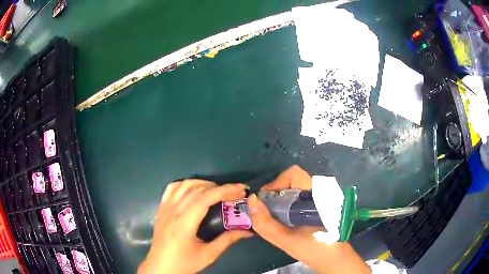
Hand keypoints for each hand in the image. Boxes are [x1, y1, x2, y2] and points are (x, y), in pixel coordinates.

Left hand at [138, 180, 252, 273]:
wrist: (160, 267)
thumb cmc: (183, 263)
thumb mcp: (208, 255)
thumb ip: (227, 240)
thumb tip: (247, 231)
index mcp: (185, 223)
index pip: (206, 197)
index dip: (225, 190)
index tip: (241, 189)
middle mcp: (173, 211)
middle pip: (197, 189)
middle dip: (219, 187)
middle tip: (234, 193)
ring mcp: (165, 208)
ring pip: (184, 185)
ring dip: (203, 183)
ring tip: (217, 190)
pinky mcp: (160, 209)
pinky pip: (171, 189)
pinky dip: (185, 184)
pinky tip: (193, 190)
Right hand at [248, 165, 369, 273]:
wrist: (335, 259)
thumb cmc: (314, 249)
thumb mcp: (286, 240)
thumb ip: (266, 223)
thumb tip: (251, 200)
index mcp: (316, 195)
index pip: (293, 174)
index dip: (276, 184)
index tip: (264, 201)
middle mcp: (320, 192)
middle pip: (292, 181)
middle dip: (275, 194)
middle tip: (266, 211)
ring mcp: (322, 198)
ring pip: (296, 189)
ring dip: (281, 200)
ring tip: (274, 217)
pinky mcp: (320, 206)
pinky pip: (300, 197)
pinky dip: (288, 205)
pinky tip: (286, 221)